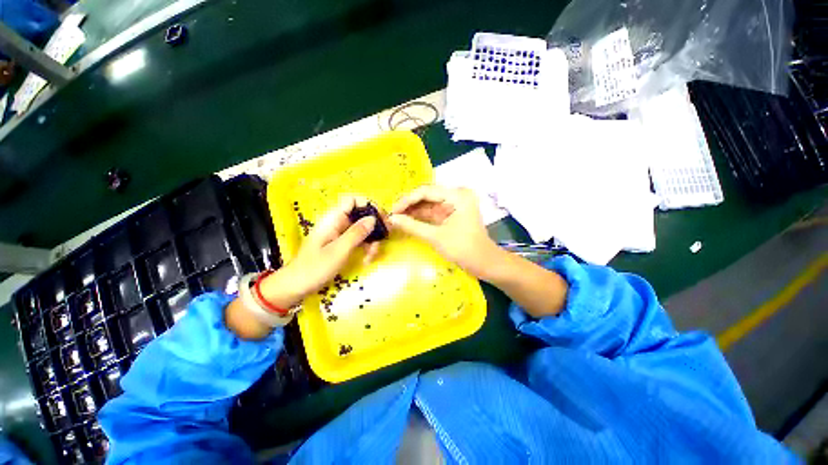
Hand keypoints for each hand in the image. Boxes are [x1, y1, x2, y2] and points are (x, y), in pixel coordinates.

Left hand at [260, 196, 381, 306]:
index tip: (382, 217)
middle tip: (385, 238)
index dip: (368, 204)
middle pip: (361, 215)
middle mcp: (337, 223)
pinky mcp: (341, 244)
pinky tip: (367, 260)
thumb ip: (356, 233)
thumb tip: (373, 218)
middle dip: (374, 226)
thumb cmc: (315, 267)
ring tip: (372, 256)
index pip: (353, 200)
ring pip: (362, 229)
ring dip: (371, 241)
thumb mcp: (338, 250)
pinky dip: (365, 248)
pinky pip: (358, 240)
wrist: (296, 286)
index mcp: (333, 219)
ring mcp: (340, 234)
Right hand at [389, 185, 498, 278]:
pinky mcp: (452, 214)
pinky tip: (407, 220)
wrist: (484, 263)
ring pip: (429, 204)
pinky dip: (421, 217)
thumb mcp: (436, 237)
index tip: (392, 210)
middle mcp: (456, 195)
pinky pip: (433, 212)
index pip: (426, 191)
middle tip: (392, 214)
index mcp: (457, 195)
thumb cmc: (463, 249)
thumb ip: (413, 226)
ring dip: (413, 211)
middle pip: (427, 195)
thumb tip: (392, 219)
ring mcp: (454, 205)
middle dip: (409, 204)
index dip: (407, 200)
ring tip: (396, 217)